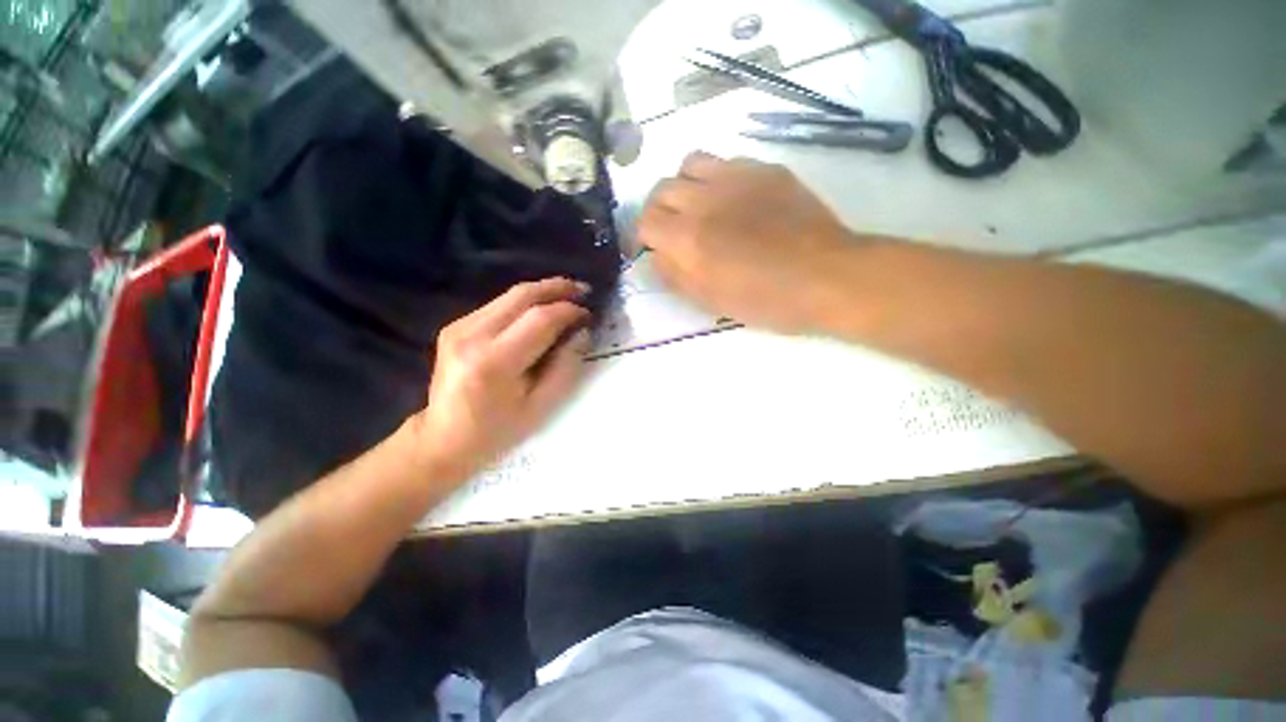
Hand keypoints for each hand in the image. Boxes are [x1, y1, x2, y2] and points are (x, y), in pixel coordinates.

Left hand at [409, 278, 592, 482]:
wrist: (443, 439)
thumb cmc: (498, 431)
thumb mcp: (540, 406)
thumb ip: (565, 367)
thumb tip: (582, 332)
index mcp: (494, 362)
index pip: (539, 319)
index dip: (568, 311)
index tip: (588, 314)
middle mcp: (472, 335)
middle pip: (522, 295)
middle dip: (557, 288)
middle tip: (583, 290)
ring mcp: (459, 327)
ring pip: (509, 295)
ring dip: (542, 292)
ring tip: (568, 296)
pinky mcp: (455, 326)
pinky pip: (498, 304)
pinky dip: (524, 302)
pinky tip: (541, 309)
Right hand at [639, 152, 856, 333]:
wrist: (827, 276)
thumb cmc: (766, 300)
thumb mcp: (711, 300)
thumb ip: (675, 275)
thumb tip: (657, 255)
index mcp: (689, 237)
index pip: (644, 220)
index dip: (640, 235)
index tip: (647, 248)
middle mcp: (705, 198)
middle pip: (662, 188)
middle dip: (659, 210)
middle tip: (671, 230)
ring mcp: (737, 177)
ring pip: (690, 164)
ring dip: (684, 186)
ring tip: (698, 207)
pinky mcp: (766, 169)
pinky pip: (727, 162)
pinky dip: (717, 179)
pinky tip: (733, 201)